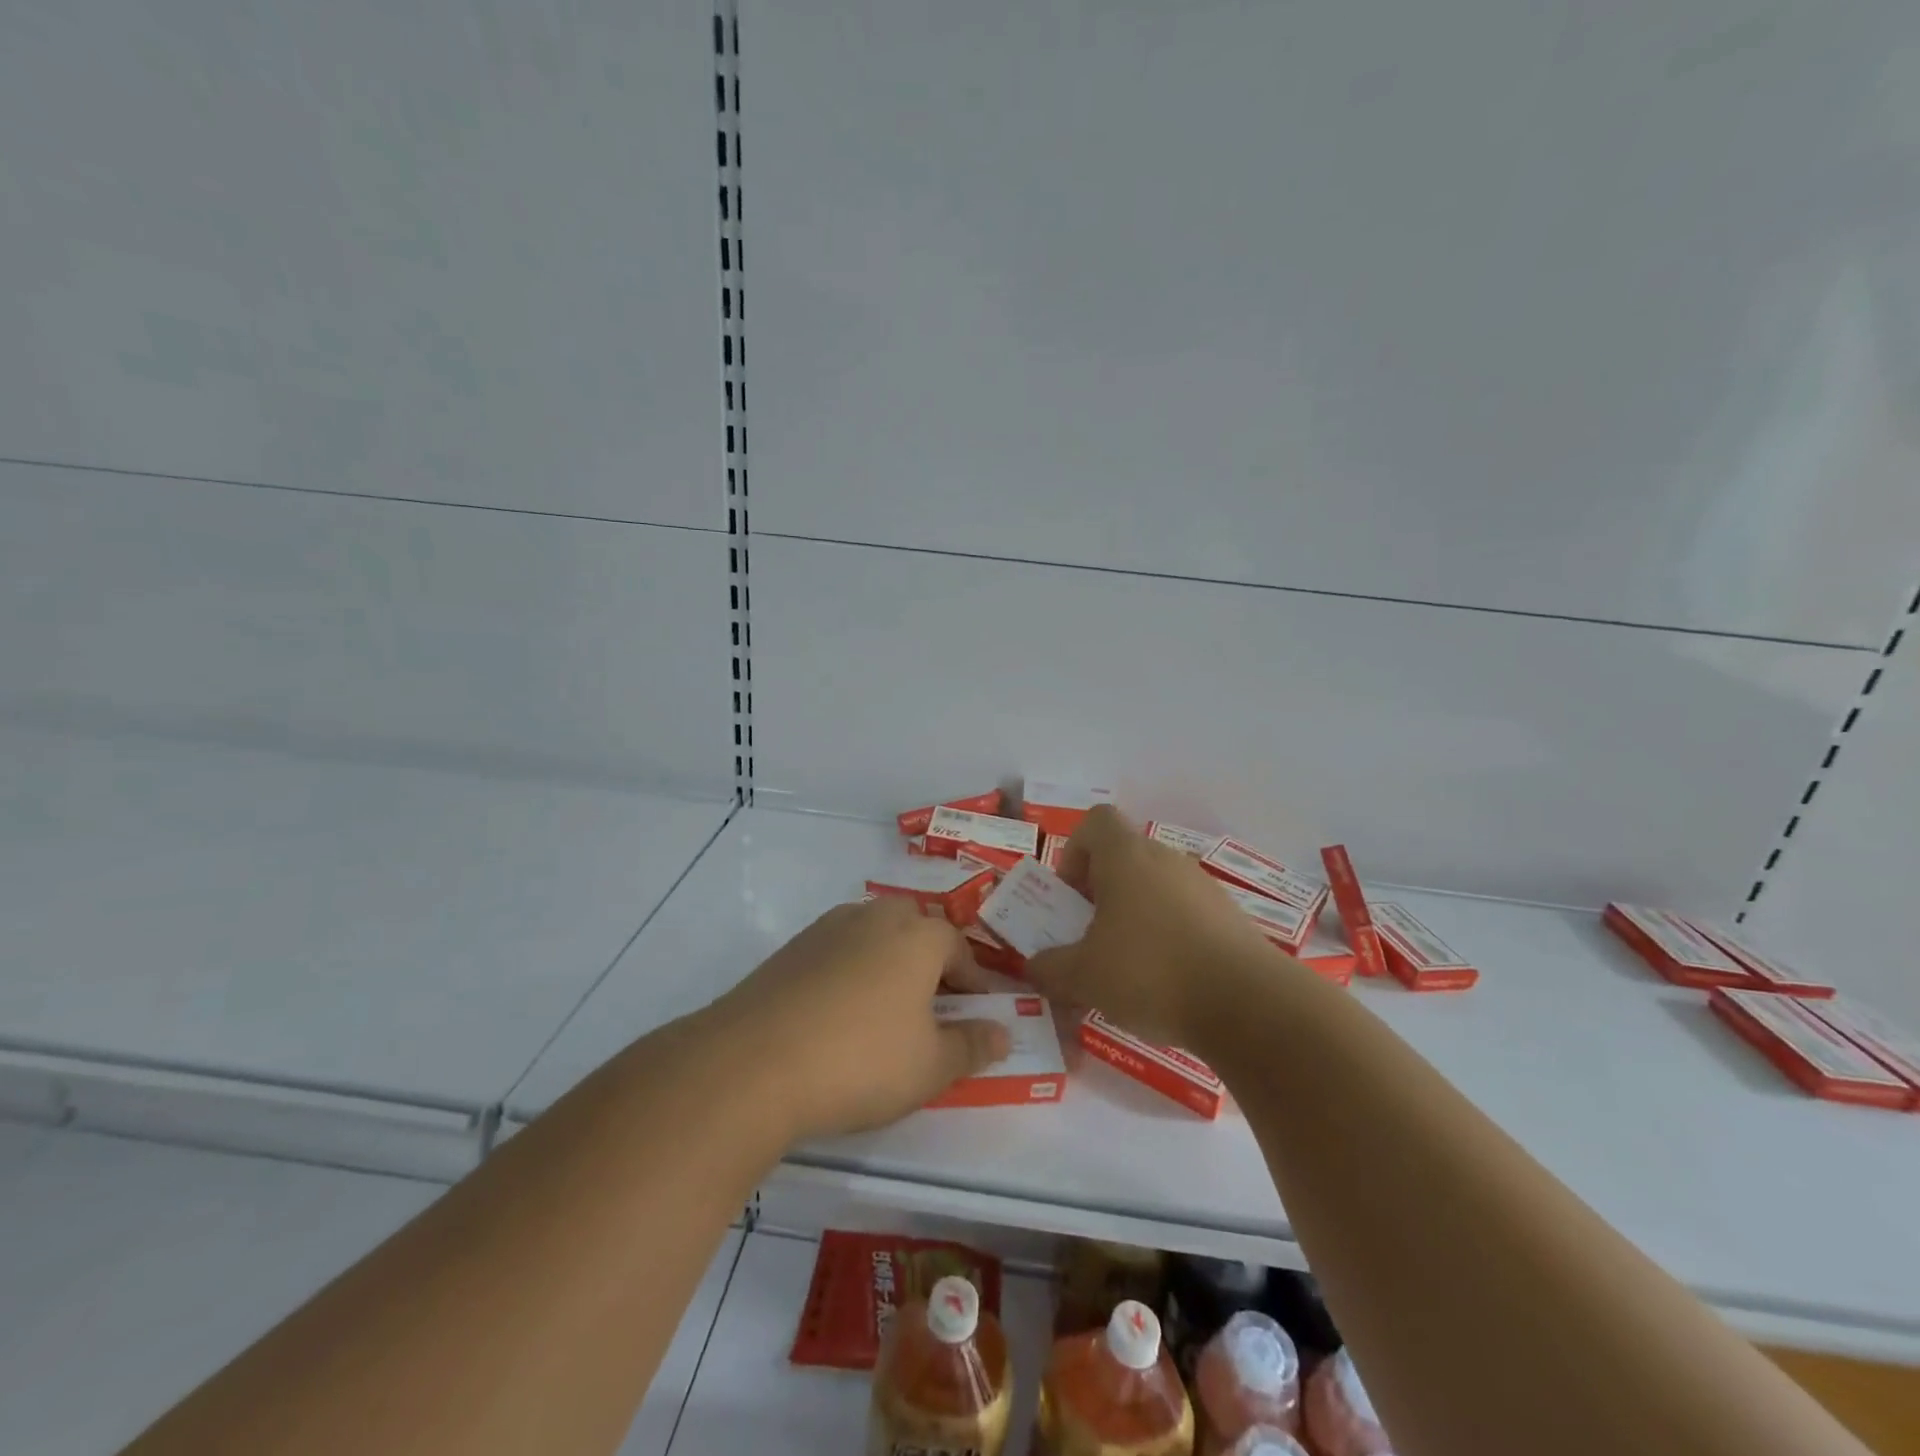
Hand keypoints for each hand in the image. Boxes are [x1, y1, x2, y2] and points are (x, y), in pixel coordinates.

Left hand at [713, 898, 1011, 1141]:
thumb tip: (1002, 1032)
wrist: (752, 1064)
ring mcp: (828, 928)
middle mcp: (875, 917)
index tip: (977, 1012)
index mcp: (918, 936)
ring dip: (890, 963)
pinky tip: (840, 1013)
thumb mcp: (930, 1066)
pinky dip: (851, 972)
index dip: (974, 981)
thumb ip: (972, 1045)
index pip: (959, 948)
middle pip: (916, 930)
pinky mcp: (791, 948)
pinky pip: (838, 951)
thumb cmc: (860, 1061)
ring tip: (888, 1010)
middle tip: (934, 1006)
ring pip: (874, 936)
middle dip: (931, 962)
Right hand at [1026, 805, 1282, 1047]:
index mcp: (1126, 856)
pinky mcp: (1231, 917)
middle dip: (1101, 892)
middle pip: (1125, 857)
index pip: (1095, 821)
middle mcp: (1166, 859)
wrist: (1249, 1005)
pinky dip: (1169, 936)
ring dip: (1135, 915)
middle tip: (1090, 936)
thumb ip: (1050, 968)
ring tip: (1127, 966)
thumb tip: (1035, 967)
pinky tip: (1167, 982)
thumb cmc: (1150, 972)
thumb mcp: (1082, 976)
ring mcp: (1204, 886)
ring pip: (1156, 887)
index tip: (1071, 895)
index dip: (1075, 851)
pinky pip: (1186, 914)